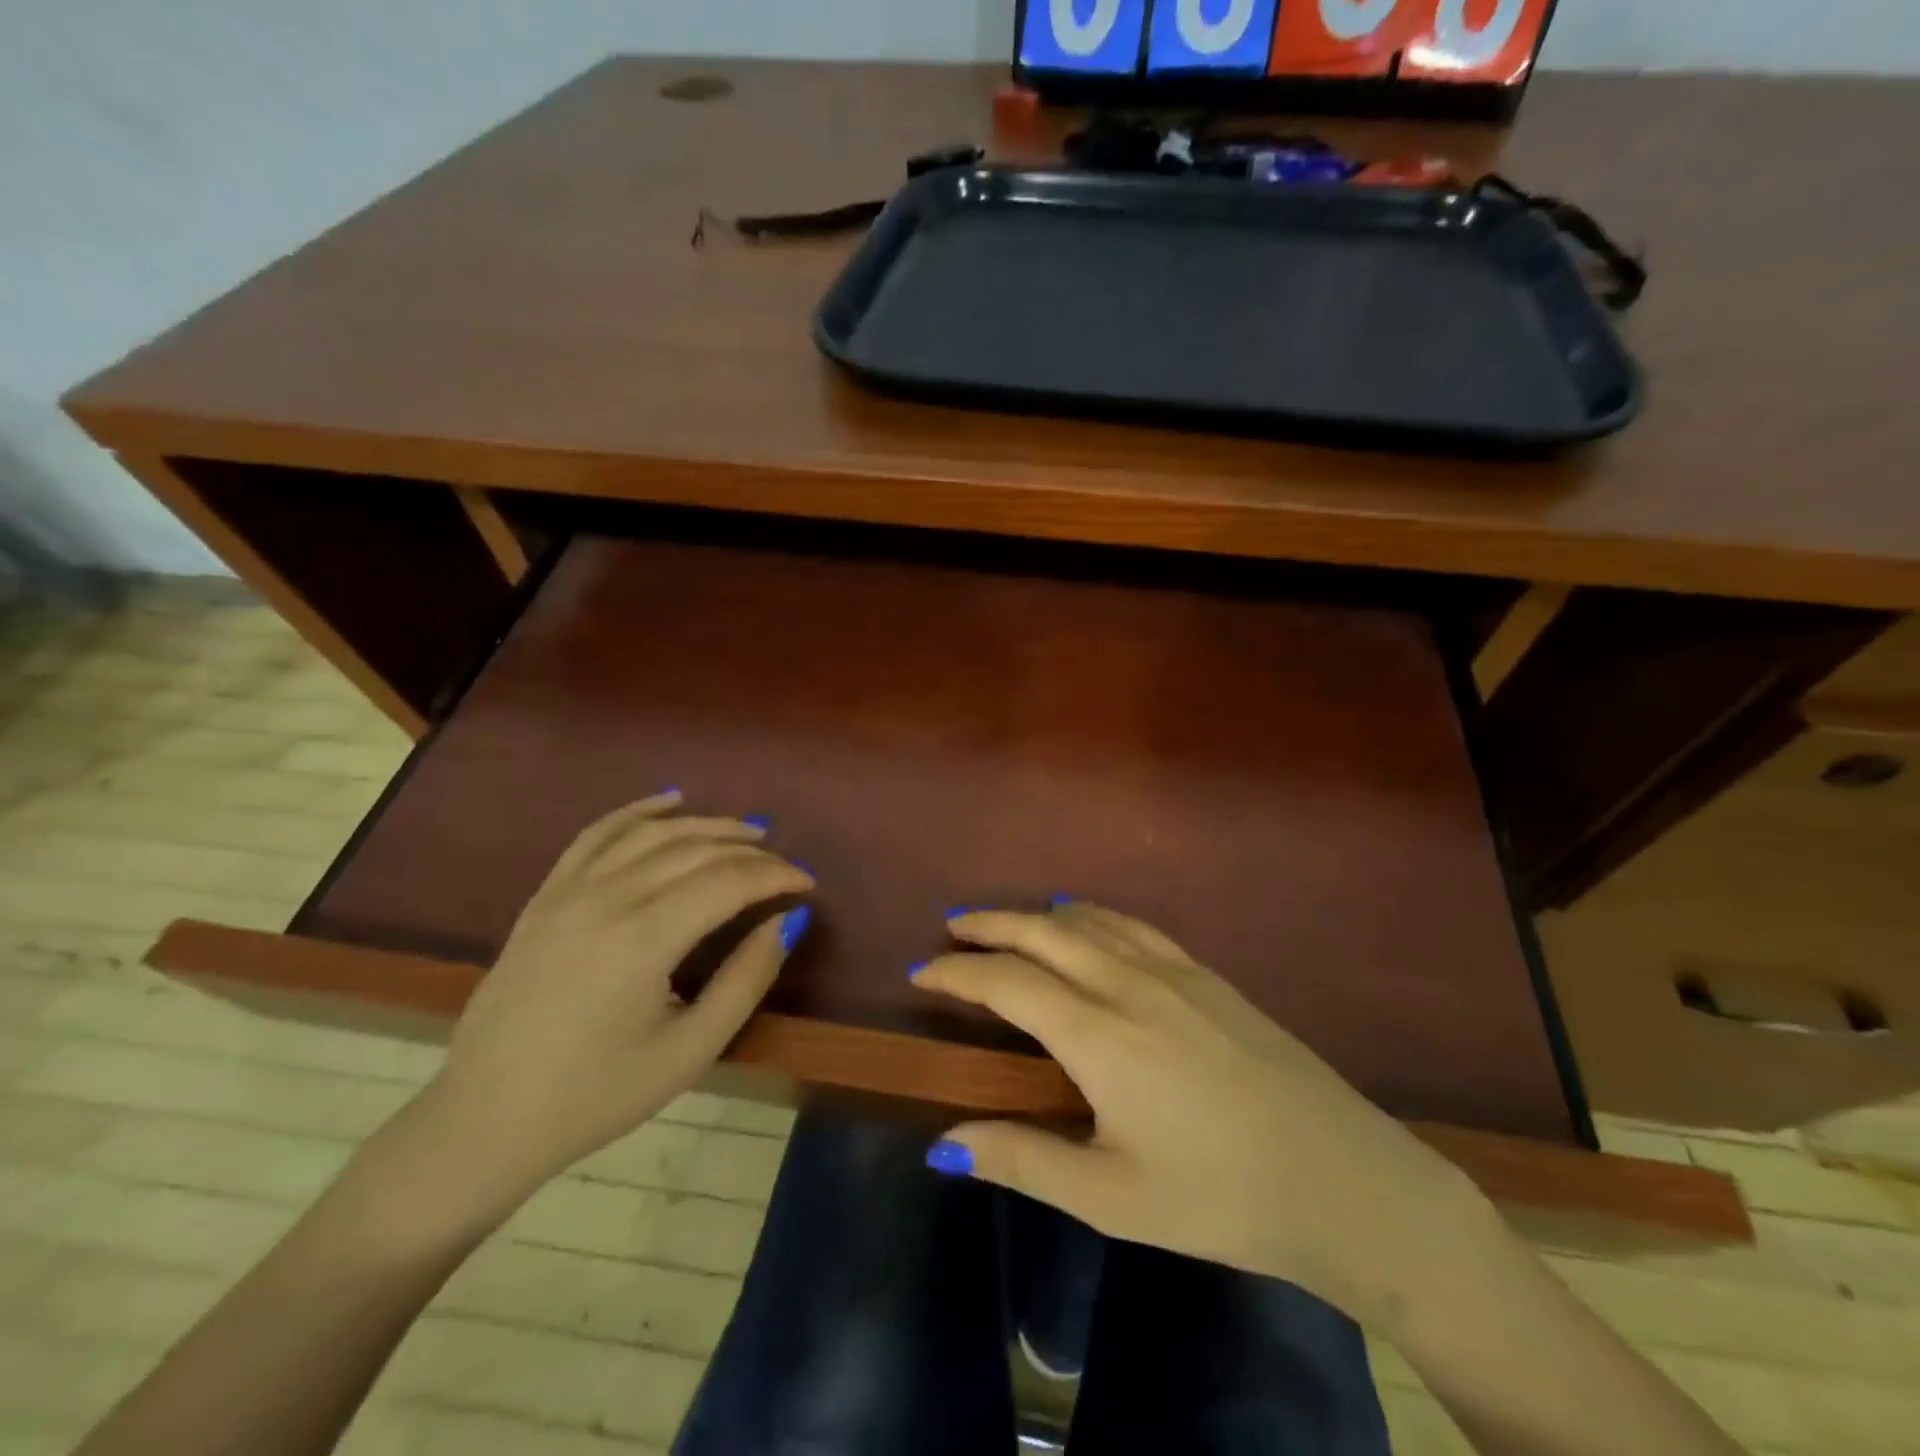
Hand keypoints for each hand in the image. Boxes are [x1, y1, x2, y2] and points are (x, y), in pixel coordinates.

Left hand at [421, 791, 812, 1203]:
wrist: (487, 1120)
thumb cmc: (598, 1095)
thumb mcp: (690, 1051)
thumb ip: (747, 979)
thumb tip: (790, 920)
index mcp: (643, 940)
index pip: (728, 881)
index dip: (776, 876)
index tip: (808, 885)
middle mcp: (606, 900)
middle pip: (696, 851)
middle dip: (751, 853)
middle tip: (786, 867)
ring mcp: (568, 892)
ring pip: (652, 834)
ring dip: (706, 824)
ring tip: (747, 830)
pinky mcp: (545, 897)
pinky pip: (596, 835)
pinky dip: (637, 812)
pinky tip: (669, 801)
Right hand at [912, 903, 1490, 1324]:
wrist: (1344, 1178)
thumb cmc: (1220, 1197)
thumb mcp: (1112, 1198)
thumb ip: (1024, 1161)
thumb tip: (942, 1146)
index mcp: (1098, 1035)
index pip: (1008, 983)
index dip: (959, 973)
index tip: (923, 972)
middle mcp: (1129, 985)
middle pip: (1044, 933)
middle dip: (991, 924)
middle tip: (953, 924)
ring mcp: (1174, 972)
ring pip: (1090, 921)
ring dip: (1038, 913)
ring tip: (1006, 920)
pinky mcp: (1208, 975)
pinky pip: (1134, 926)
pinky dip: (1094, 914)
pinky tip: (1087, 920)